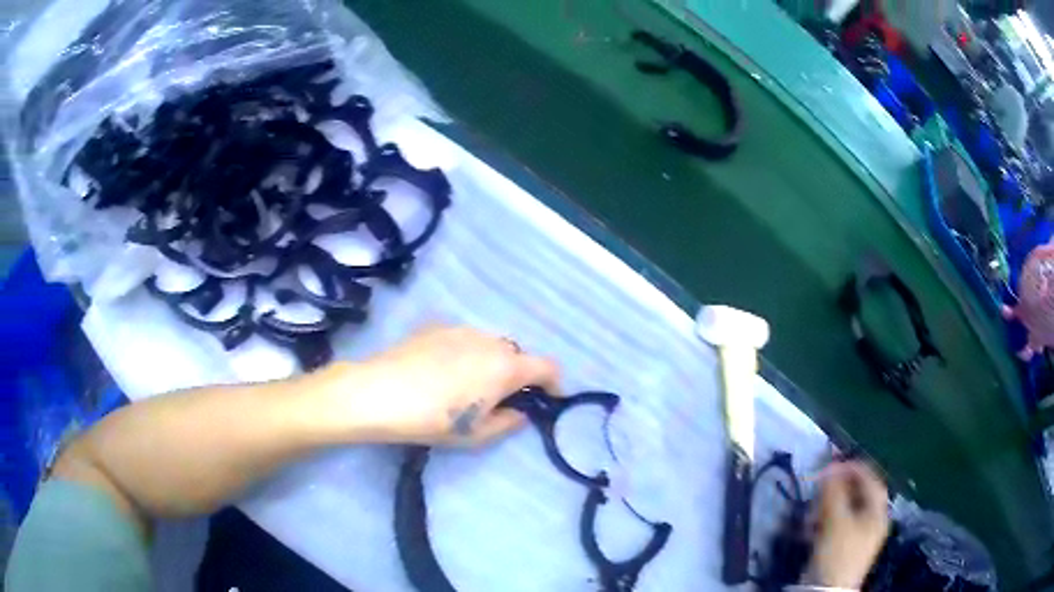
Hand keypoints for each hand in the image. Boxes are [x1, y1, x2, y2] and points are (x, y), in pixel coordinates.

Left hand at [333, 325, 560, 445]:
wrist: (380, 392)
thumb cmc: (434, 419)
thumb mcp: (477, 434)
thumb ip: (509, 422)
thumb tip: (520, 411)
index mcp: (506, 367)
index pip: (548, 367)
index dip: (555, 384)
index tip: (549, 399)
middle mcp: (490, 341)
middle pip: (518, 355)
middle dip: (518, 376)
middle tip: (501, 399)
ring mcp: (462, 329)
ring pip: (490, 345)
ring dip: (492, 363)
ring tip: (468, 385)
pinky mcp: (437, 326)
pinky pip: (464, 339)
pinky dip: (466, 354)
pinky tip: (442, 372)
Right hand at [804, 462, 889, 589]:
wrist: (826, 591)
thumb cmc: (837, 553)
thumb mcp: (836, 520)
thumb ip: (834, 491)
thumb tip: (829, 468)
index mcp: (878, 511)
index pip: (870, 479)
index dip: (852, 468)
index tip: (831, 464)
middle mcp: (872, 520)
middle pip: (857, 494)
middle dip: (836, 489)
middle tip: (818, 489)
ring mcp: (858, 535)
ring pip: (843, 509)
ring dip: (825, 507)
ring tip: (809, 514)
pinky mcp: (842, 547)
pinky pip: (834, 525)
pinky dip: (822, 522)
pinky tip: (809, 528)